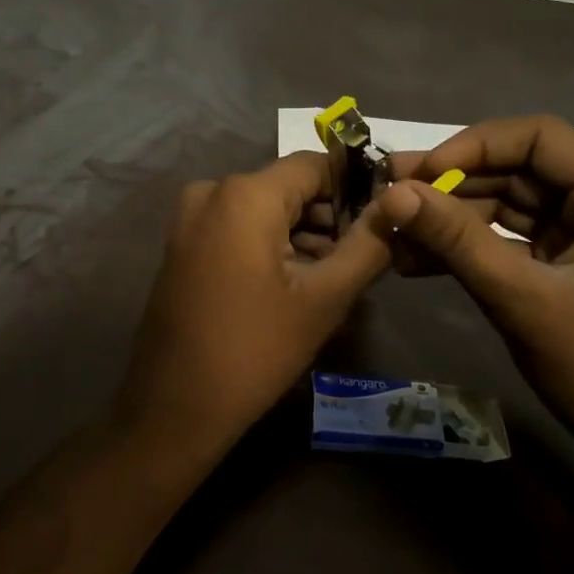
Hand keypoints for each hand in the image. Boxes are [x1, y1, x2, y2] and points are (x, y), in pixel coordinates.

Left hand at [118, 152, 392, 462]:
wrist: (174, 407)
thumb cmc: (255, 351)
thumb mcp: (324, 299)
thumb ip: (368, 244)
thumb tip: (400, 205)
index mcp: (245, 194)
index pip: (315, 166)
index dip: (355, 187)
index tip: (384, 219)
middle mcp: (212, 192)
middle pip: (288, 188)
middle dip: (329, 217)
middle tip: (364, 258)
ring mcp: (190, 219)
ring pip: (264, 210)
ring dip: (302, 236)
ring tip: (335, 277)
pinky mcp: (182, 245)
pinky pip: (238, 228)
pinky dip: (270, 245)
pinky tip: (296, 284)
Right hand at [380, 116, 573, 471]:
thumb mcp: (521, 298)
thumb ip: (456, 240)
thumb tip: (393, 194)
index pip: (538, 137)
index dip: (473, 146)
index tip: (421, 174)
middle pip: (518, 167)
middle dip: (452, 182)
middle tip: (388, 190)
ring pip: (507, 203)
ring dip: (451, 216)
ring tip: (392, 230)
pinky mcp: (565, 262)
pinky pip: (508, 237)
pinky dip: (466, 246)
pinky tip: (416, 259)